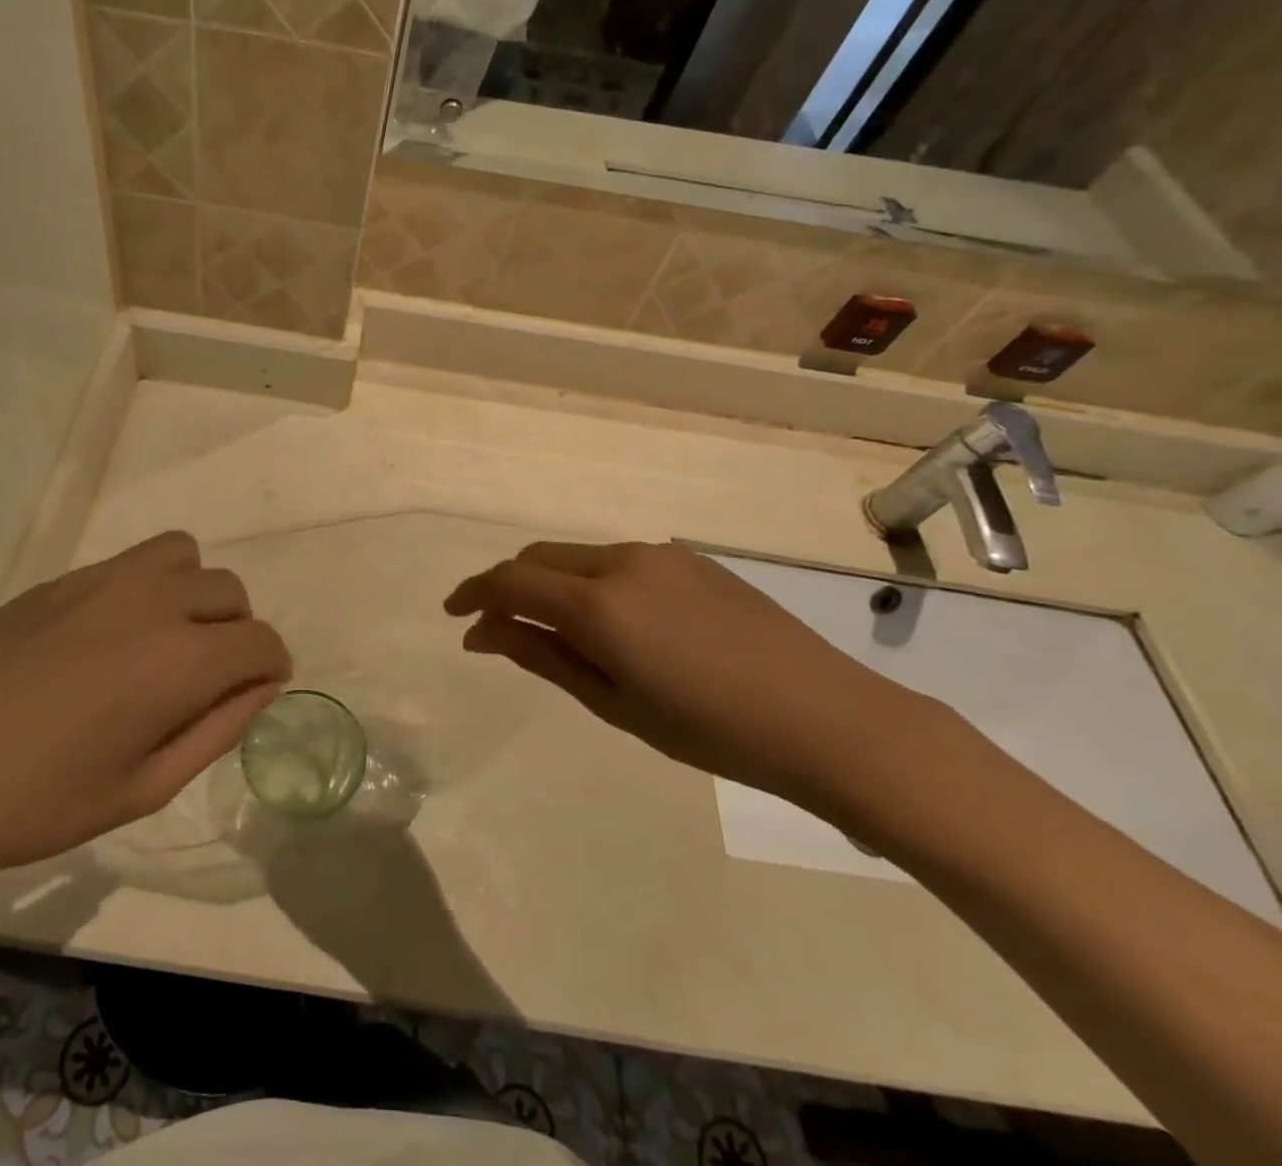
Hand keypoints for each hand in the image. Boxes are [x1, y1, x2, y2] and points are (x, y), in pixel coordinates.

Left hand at [0, 532, 289, 902]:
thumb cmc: (34, 804)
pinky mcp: (59, 578)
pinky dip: (146, 587)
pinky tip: (104, 640)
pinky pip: (130, 563)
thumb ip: (216, 731)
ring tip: (163, 641)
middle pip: (230, 591)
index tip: (254, 694)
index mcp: (181, 659)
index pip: (262, 642)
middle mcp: (153, 600)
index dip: (271, 669)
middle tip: (204, 680)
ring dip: (194, 592)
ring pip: (184, 556)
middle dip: (237, 631)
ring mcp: (102, 580)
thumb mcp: (142, 789)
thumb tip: (261, 689)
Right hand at [444, 541, 929, 805]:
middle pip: (540, 557)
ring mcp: (661, 555)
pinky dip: (593, 582)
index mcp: (598, 604)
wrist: (829, 720)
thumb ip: (541, 656)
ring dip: (554, 583)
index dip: (474, 593)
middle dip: (510, 585)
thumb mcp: (614, 702)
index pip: (512, 580)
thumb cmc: (711, 730)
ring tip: (562, 632)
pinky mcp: (692, 559)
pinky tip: (618, 623)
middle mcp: (622, 562)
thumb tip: (482, 632)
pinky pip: (620, 561)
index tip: (454, 614)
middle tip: (501, 627)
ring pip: (580, 557)